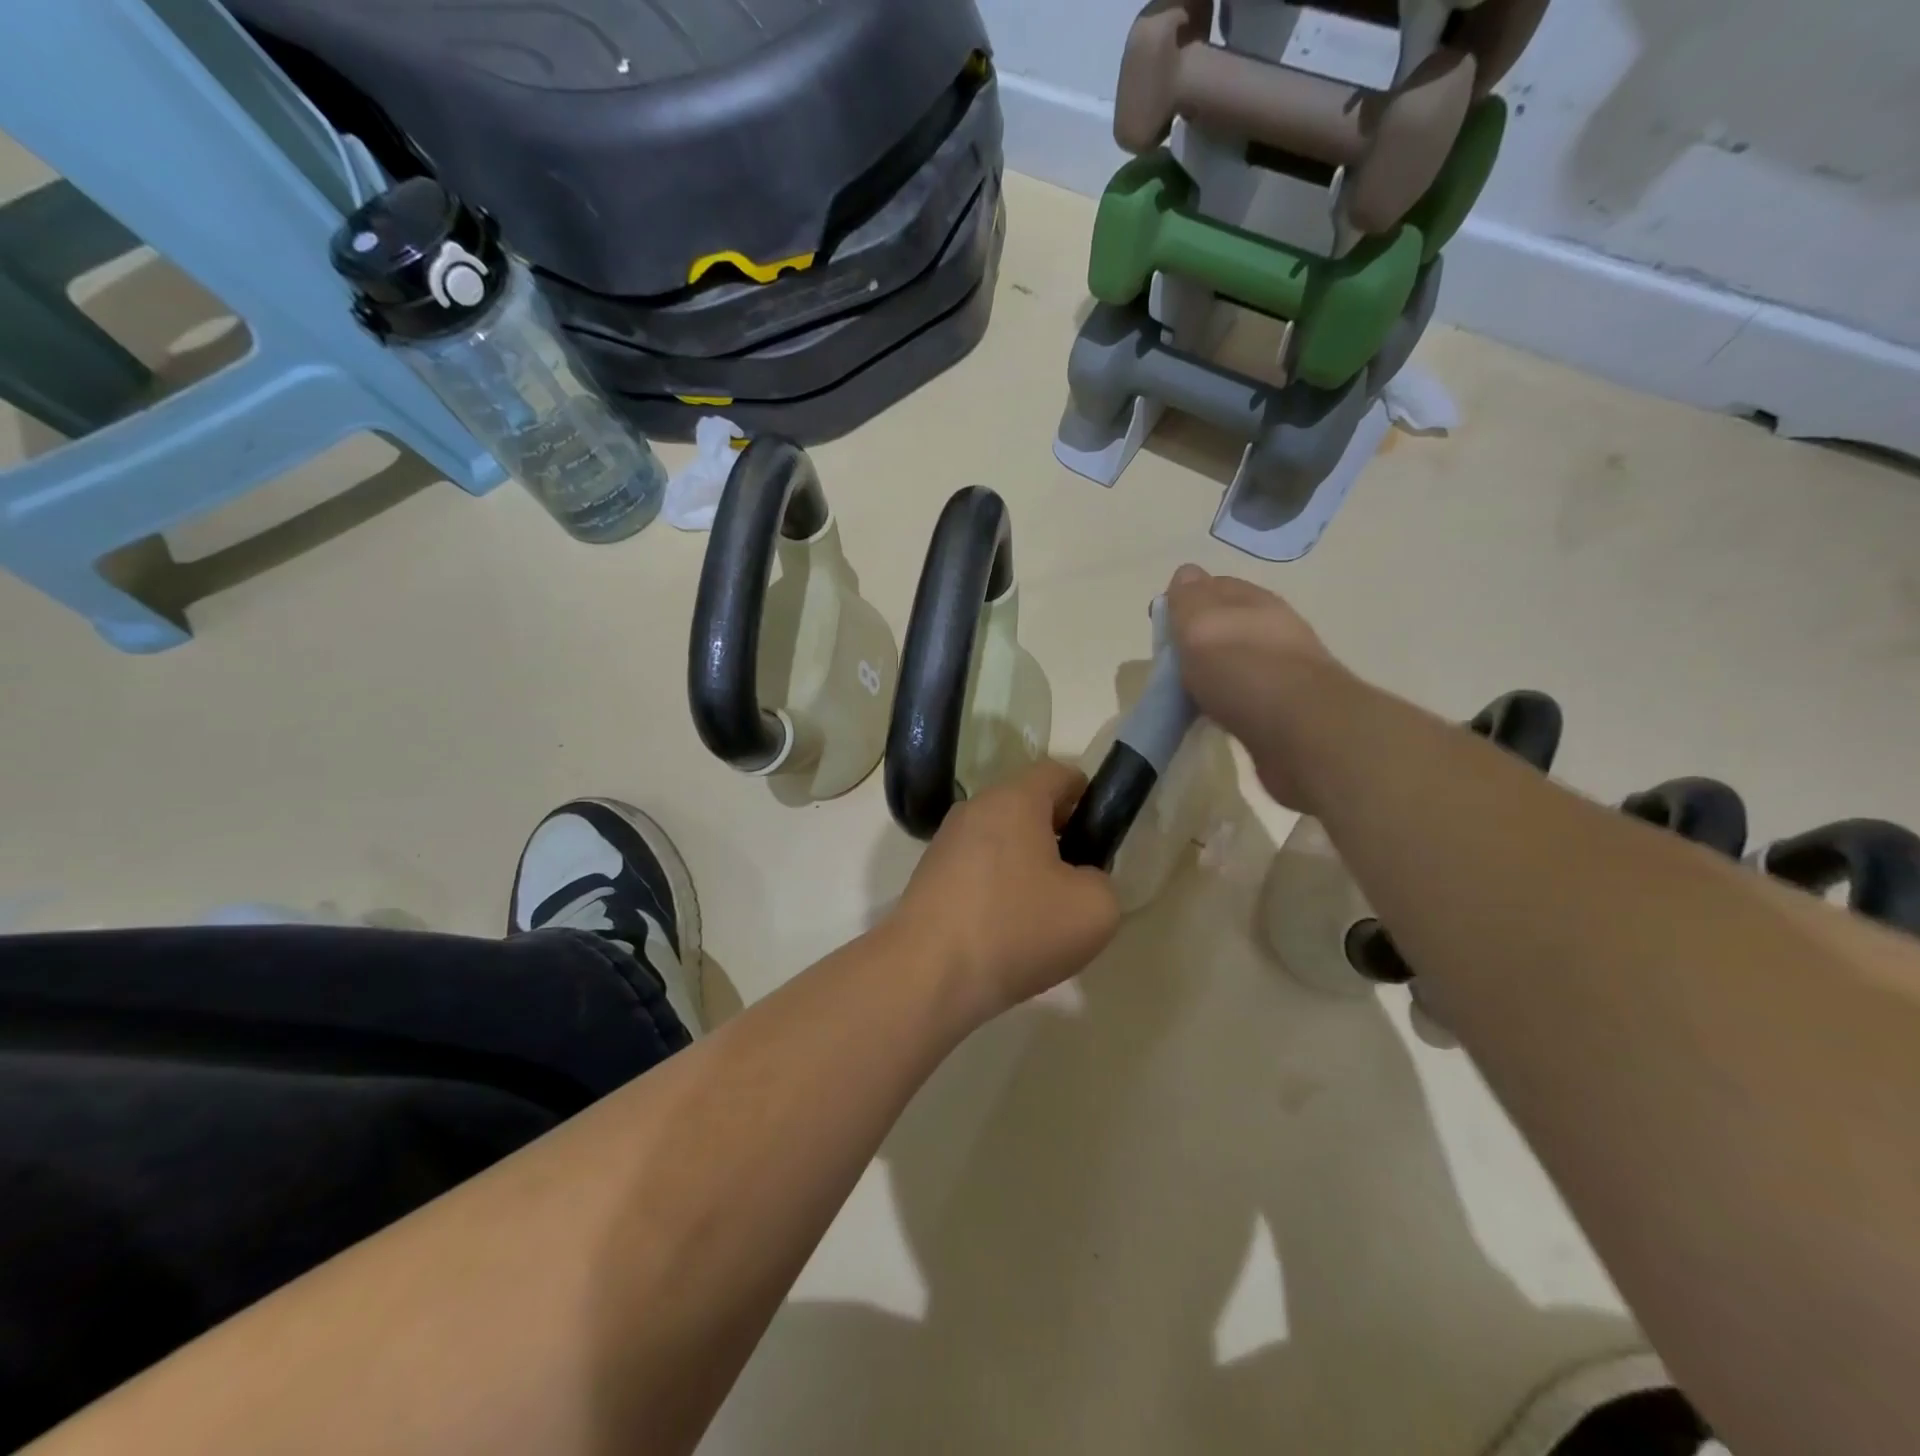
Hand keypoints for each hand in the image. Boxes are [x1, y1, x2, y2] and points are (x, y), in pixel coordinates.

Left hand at [893, 760, 1121, 1019]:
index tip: (1100, 838)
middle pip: (1028, 807)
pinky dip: (998, 889)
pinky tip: (1006, 931)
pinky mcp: (928, 877)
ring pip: (1002, 841)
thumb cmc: (1016, 929)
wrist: (927, 975)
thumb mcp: (1094, 908)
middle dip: (1058, 836)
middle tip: (1077, 883)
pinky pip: (977, 870)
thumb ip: (1102, 880)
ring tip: (1042, 915)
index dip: (1088, 798)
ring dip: (1027, 866)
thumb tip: (1080, 878)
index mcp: (1015, 799)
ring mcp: (946, 842)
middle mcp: (975, 809)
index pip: (1060, 773)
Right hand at [1165, 564, 1344, 810]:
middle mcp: (1274, 630)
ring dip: (1215, 672)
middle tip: (1171, 664)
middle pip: (1228, 626)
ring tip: (1189, 694)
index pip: (1215, 587)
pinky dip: (1228, 703)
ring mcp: (1284, 672)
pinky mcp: (1287, 711)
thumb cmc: (1243, 669)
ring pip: (1238, 662)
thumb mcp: (1201, 623)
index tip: (1161, 627)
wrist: (1302, 732)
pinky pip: (1246, 698)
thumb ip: (1189, 598)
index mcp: (1255, 602)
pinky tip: (1215, 716)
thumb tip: (1187, 574)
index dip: (1186, 601)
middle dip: (1200, 639)